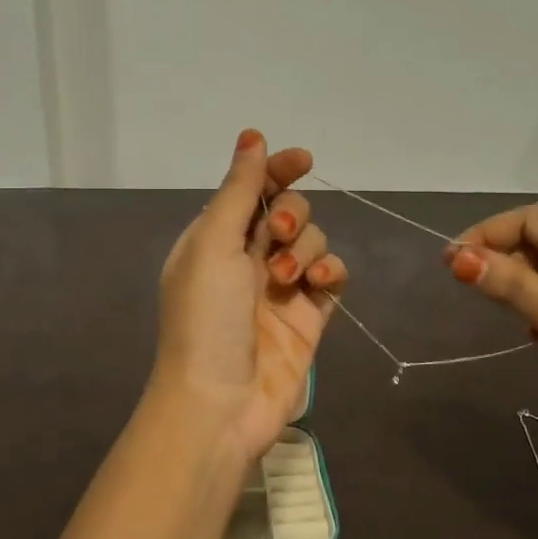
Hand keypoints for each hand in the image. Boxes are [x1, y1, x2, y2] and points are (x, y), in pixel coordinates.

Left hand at [152, 130, 349, 465]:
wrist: (220, 402)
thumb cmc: (205, 317)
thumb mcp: (213, 244)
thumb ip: (238, 190)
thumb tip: (252, 136)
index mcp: (214, 238)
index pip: (252, 190)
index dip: (276, 171)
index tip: (301, 159)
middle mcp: (247, 258)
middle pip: (287, 211)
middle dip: (289, 214)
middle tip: (274, 236)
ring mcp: (281, 287)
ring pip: (313, 240)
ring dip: (305, 246)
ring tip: (287, 277)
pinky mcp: (309, 315)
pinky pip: (332, 275)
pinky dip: (330, 270)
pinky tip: (318, 281)